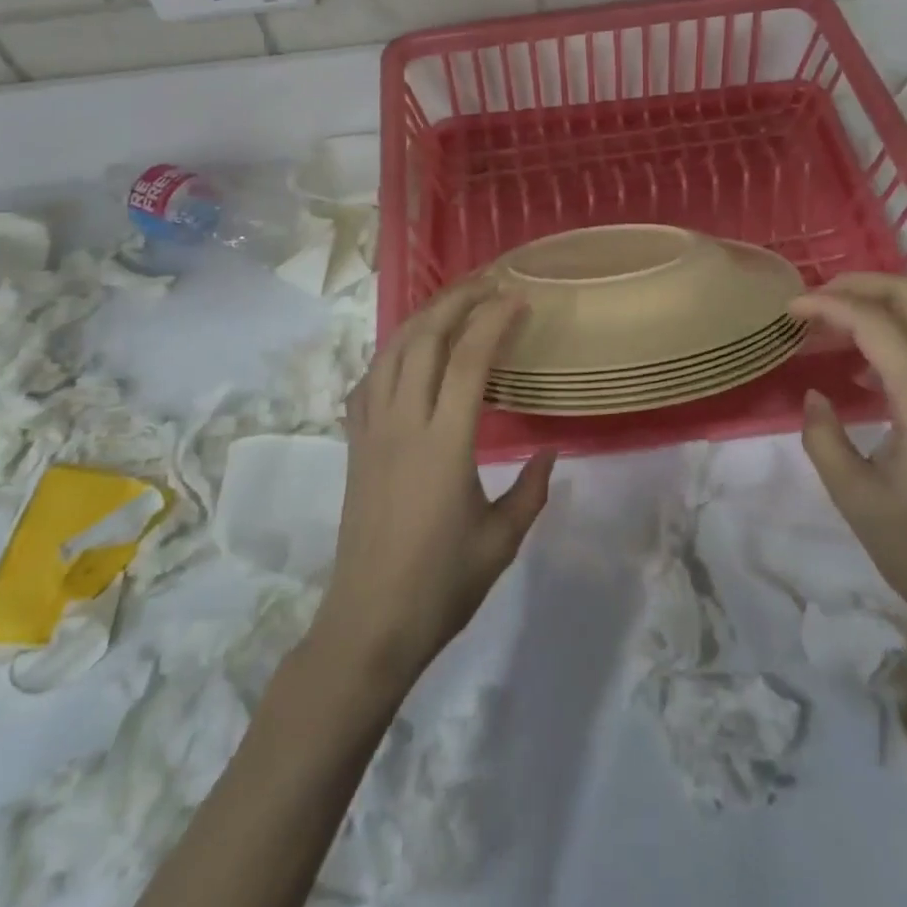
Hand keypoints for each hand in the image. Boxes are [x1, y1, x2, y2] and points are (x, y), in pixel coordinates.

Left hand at [310, 279, 555, 684]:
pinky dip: (392, 351)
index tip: (518, 298)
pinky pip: (369, 380)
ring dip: (424, 318)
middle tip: (488, 282)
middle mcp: (404, 424)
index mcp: (445, 443)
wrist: (368, 625)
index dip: (494, 320)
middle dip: (457, 300)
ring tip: (453, 302)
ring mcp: (372, 431)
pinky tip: (408, 352)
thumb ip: (531, 490)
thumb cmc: (442, 585)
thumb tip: (551, 451)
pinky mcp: (355, 444)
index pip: (470, 359)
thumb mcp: (502, 540)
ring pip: (392, 351)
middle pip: (425, 339)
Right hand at [790, 274, 906, 647]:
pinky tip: (855, 371)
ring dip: (873, 308)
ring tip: (824, 330)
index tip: (788, 310)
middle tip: (812, 302)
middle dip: (859, 284)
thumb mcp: (857, 499)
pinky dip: (888, 337)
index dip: (828, 305)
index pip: (876, 322)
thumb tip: (816, 398)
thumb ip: (824, 438)